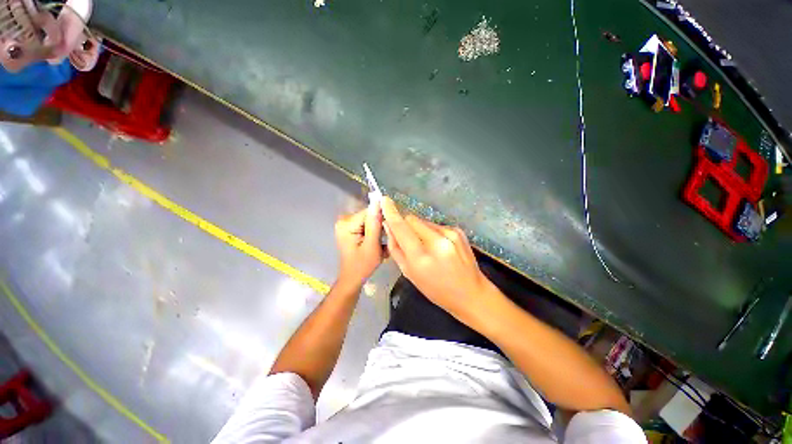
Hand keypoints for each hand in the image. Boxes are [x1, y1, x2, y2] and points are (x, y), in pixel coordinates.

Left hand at [335, 201, 383, 284]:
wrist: (352, 278)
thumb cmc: (362, 265)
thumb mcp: (372, 245)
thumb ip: (375, 224)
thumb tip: (378, 202)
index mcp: (347, 224)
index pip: (369, 212)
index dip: (382, 219)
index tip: (389, 231)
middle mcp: (344, 220)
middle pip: (369, 216)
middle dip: (379, 227)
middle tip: (384, 242)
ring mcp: (346, 224)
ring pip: (369, 221)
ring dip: (377, 231)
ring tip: (381, 244)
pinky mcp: (349, 229)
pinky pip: (366, 225)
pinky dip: (372, 233)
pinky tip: (375, 243)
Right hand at [381, 197, 491, 320]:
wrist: (470, 292)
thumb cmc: (436, 289)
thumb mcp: (410, 274)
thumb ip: (396, 248)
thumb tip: (389, 226)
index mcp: (422, 257)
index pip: (401, 228)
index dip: (391, 213)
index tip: (384, 200)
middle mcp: (437, 241)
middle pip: (412, 219)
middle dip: (405, 225)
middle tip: (406, 239)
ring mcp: (450, 234)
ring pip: (424, 221)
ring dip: (418, 229)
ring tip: (426, 246)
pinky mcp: (458, 230)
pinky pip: (435, 225)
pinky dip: (431, 232)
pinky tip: (438, 247)